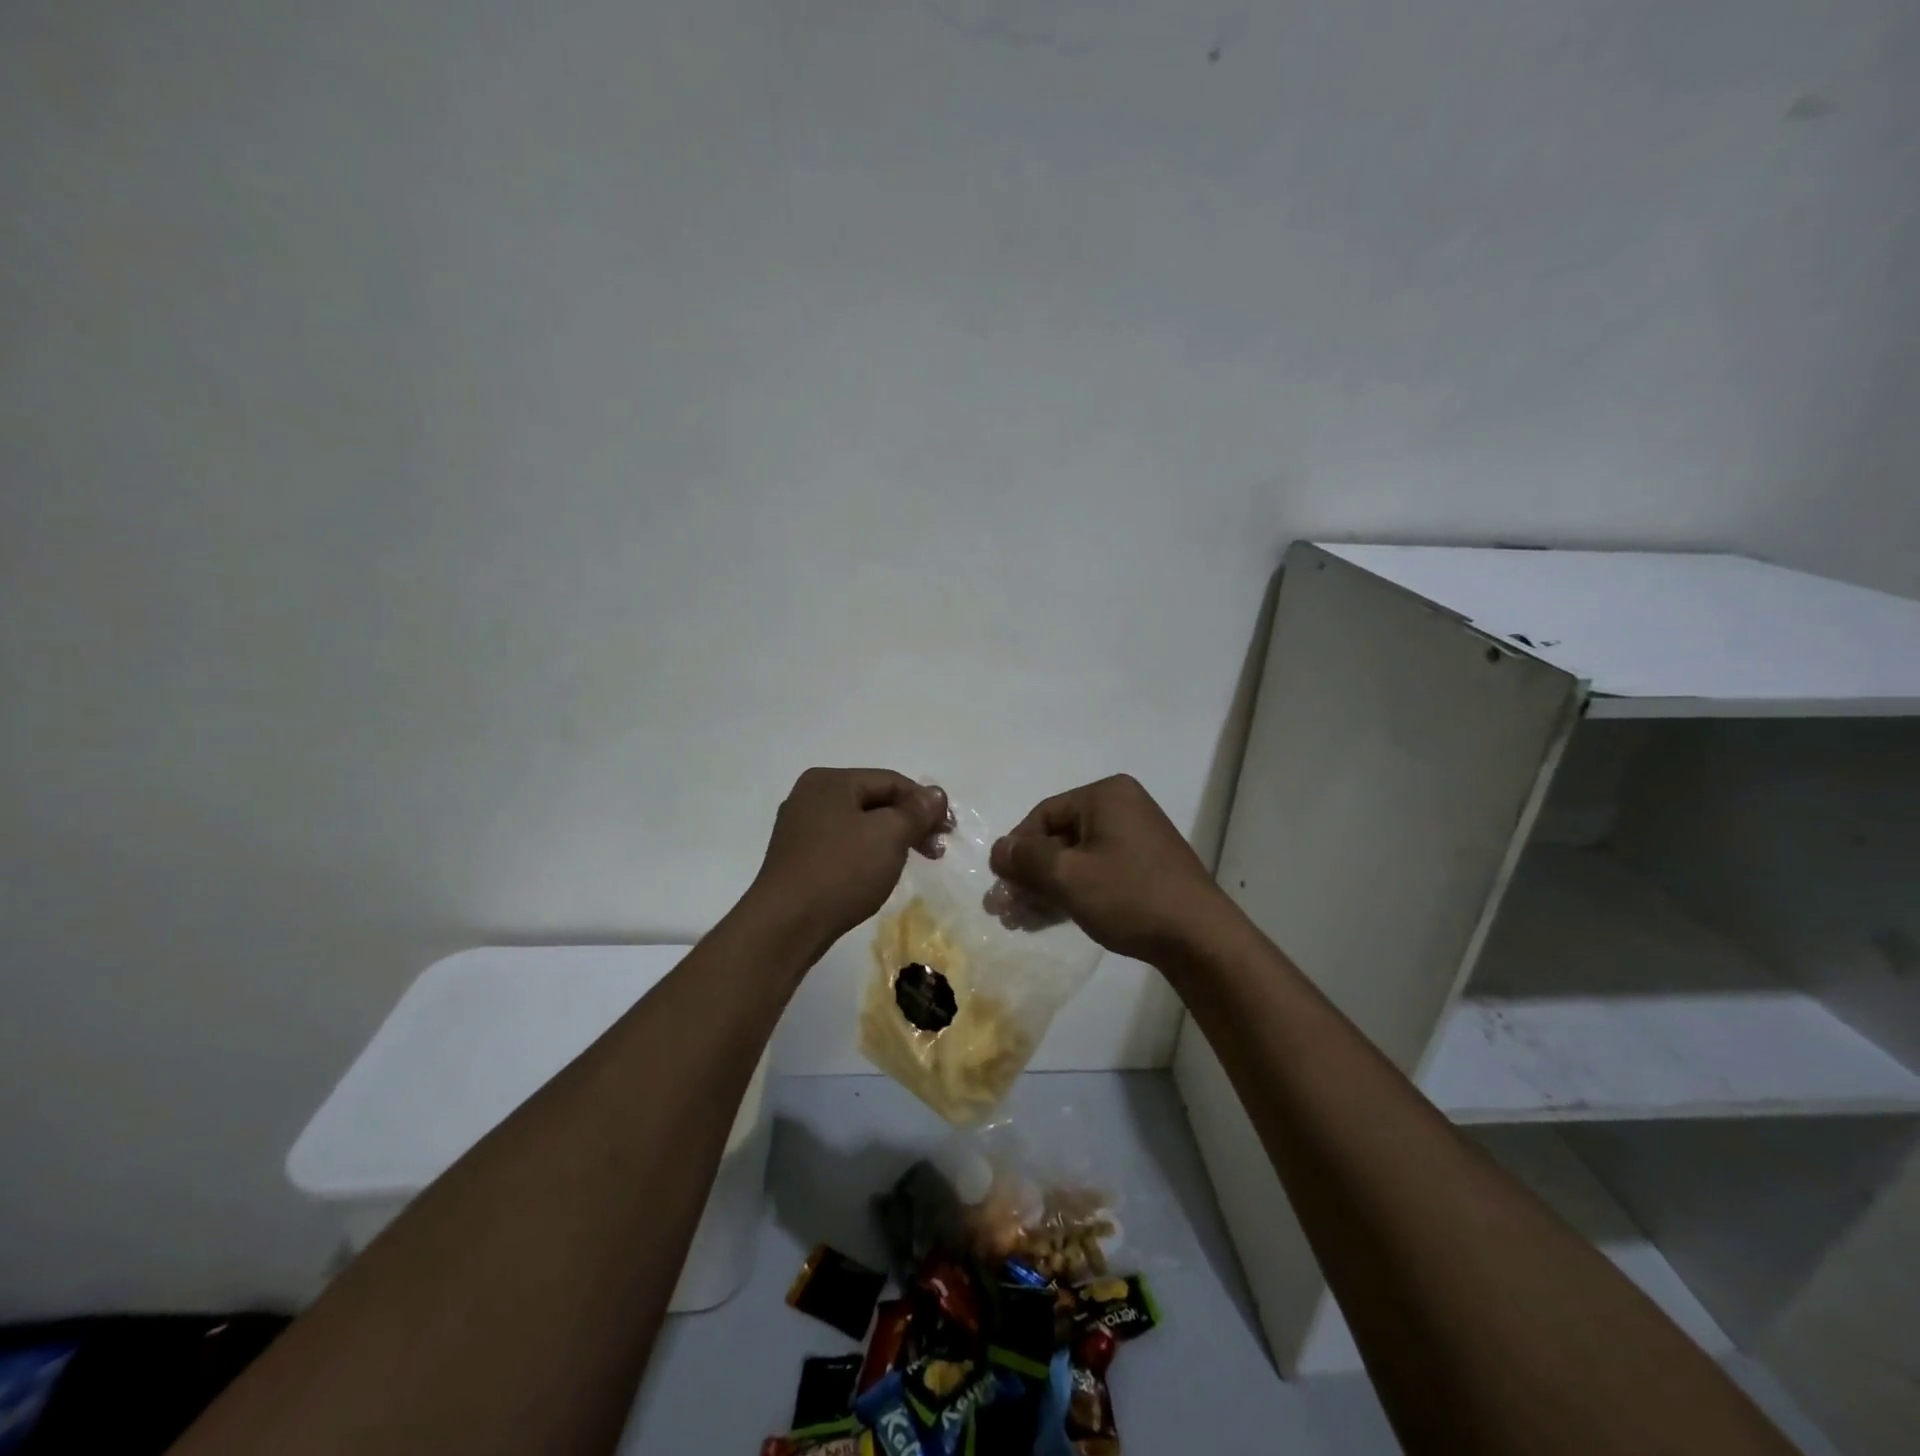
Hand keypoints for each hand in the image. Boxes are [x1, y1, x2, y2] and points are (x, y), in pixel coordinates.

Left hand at [749, 768, 951, 947]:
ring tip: (913, 862)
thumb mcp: (888, 835)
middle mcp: (811, 796)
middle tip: (936, 850)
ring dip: (891, 839)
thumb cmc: (841, 871)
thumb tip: (935, 794)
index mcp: (830, 781)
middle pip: (874, 800)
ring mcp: (800, 828)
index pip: (891, 781)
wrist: (785, 925)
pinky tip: (879, 873)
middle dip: (909, 823)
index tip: (949, 831)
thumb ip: (916, 811)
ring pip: (859, 824)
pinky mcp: (797, 858)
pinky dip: (867, 853)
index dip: (925, 802)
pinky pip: (843, 845)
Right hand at [988, 775, 1228, 962]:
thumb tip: (998, 849)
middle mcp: (1122, 808)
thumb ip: (1026, 859)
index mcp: (1106, 795)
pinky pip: (1096, 873)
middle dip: (1028, 875)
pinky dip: (1071, 893)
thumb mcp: (1067, 876)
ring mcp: (1136, 839)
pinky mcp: (1144, 869)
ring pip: (1075, 860)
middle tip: (1003, 910)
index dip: (1016, 850)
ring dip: (1045, 889)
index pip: (1043, 815)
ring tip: (1019, 922)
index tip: (1000, 885)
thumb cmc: (1129, 896)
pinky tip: (1046, 920)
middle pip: (1058, 838)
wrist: (1200, 939)